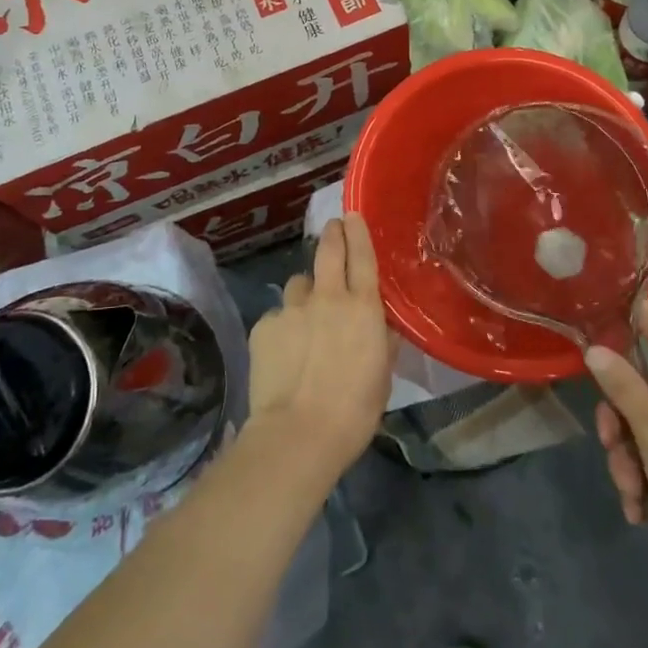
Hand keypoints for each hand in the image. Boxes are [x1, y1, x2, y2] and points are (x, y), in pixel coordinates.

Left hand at [244, 214, 394, 486]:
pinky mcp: (264, 326)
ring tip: (306, 317)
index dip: (358, 232)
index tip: (352, 215)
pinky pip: (277, 315)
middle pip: (328, 251)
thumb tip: (381, 326)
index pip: (362, 255)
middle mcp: (327, 297)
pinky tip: (284, 351)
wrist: (299, 432)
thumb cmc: (355, 410)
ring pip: (298, 284)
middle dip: (331, 234)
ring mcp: (292, 308)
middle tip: (332, 228)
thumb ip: (382, 341)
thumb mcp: (382, 374)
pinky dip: (283, 325)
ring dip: (305, 293)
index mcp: (363, 307)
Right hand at [587, 300, 647, 589]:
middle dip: (622, 424)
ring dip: (628, 457)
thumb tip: (594, 349)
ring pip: (645, 427)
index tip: (613, 298)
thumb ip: (623, 386)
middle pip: (647, 391)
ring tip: (630, 488)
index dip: (639, 320)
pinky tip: (639, 507)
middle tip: (608, 441)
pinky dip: (643, 477)